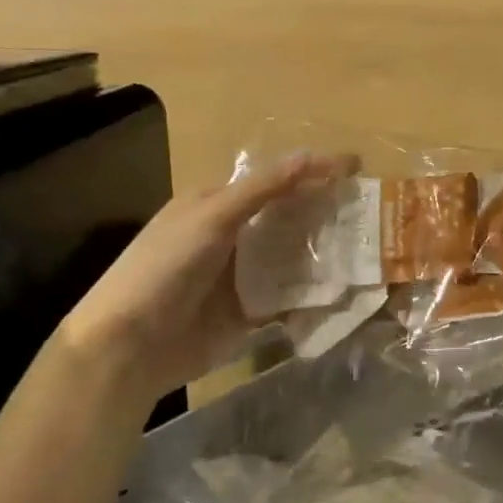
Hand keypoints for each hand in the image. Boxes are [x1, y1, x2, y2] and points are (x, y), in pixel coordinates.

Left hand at [58, 154, 354, 403]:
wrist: (131, 347)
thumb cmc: (165, 267)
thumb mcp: (211, 218)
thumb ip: (262, 189)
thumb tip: (310, 155)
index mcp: (217, 204)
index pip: (275, 180)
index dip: (313, 172)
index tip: (356, 167)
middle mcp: (233, 236)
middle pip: (288, 219)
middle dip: (326, 213)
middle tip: (372, 211)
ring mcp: (243, 277)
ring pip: (293, 258)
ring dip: (325, 253)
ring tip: (371, 248)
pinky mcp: (250, 314)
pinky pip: (289, 298)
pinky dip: (314, 294)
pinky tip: (346, 290)